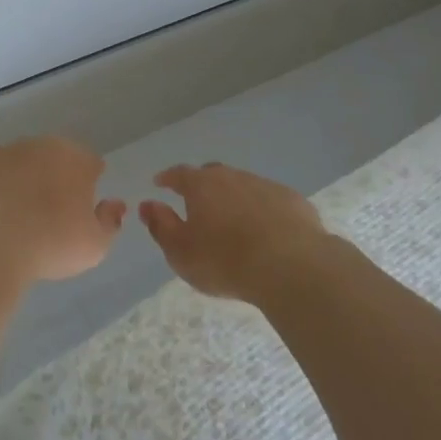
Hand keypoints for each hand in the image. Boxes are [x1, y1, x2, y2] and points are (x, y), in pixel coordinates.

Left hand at [0, 136, 125, 283]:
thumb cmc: (51, 243)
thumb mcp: (95, 246)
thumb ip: (110, 222)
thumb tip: (114, 204)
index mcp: (75, 158)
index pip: (90, 163)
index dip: (88, 183)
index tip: (81, 207)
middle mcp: (41, 145)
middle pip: (54, 157)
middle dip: (54, 177)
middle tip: (48, 212)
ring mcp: (5, 150)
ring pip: (20, 162)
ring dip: (21, 179)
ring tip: (15, 215)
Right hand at [138, 162, 326, 304]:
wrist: (290, 265)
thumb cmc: (225, 260)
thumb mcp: (181, 252)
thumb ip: (161, 226)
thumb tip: (147, 204)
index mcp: (201, 185)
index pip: (179, 174)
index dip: (168, 178)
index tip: (160, 183)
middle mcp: (232, 176)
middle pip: (212, 175)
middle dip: (202, 186)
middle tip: (198, 203)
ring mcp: (265, 185)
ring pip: (243, 186)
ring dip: (234, 199)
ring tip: (233, 222)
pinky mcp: (292, 201)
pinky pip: (270, 201)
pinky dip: (262, 210)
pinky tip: (266, 231)